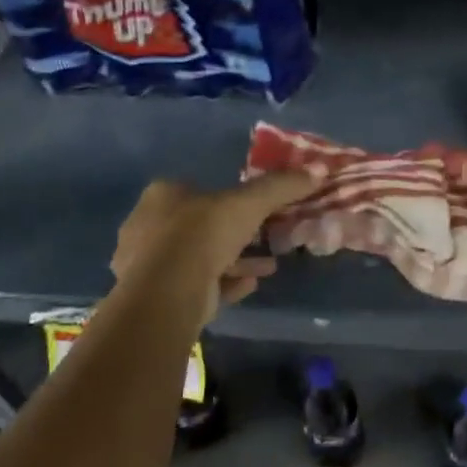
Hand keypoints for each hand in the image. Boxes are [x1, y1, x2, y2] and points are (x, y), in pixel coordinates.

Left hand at [110, 172, 317, 324]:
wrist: (168, 292)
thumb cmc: (203, 234)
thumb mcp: (249, 203)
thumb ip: (281, 186)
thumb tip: (318, 169)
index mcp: (162, 195)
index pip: (197, 190)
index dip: (228, 198)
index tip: (255, 209)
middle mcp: (149, 226)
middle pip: (199, 226)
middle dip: (235, 234)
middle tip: (266, 238)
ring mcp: (149, 265)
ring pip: (200, 258)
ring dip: (235, 261)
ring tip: (269, 266)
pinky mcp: (158, 297)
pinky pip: (198, 285)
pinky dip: (225, 283)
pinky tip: (250, 286)